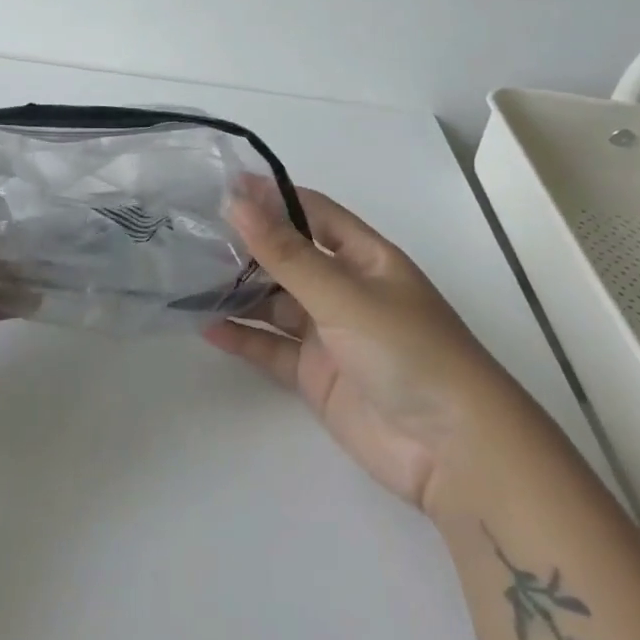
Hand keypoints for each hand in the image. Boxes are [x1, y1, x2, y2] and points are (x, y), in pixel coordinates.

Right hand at [204, 186, 534, 512]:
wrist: (452, 452)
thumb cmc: (407, 351)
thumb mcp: (344, 294)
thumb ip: (285, 253)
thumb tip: (235, 201)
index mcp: (365, 258)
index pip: (312, 213)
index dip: (271, 197)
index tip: (220, 186)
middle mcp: (345, 290)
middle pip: (288, 258)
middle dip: (245, 246)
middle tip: (191, 233)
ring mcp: (330, 334)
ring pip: (273, 303)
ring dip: (237, 291)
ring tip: (187, 276)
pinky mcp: (316, 375)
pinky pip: (271, 348)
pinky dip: (242, 337)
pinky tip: (206, 327)